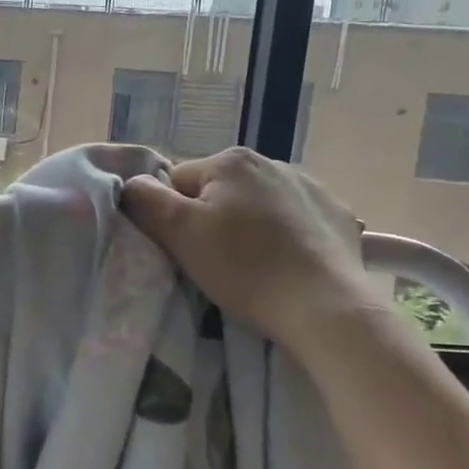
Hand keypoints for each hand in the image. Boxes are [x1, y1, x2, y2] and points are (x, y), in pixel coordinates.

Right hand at [122, 146, 374, 352]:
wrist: (324, 307)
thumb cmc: (245, 267)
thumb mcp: (179, 233)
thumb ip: (145, 200)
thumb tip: (131, 183)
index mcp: (231, 161)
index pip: (177, 183)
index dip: (172, 218)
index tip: (184, 250)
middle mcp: (272, 161)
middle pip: (217, 192)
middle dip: (211, 220)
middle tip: (215, 262)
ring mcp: (311, 187)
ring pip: (256, 205)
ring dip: (247, 227)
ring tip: (253, 266)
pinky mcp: (336, 215)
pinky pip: (293, 219)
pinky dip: (285, 236)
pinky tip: (287, 263)